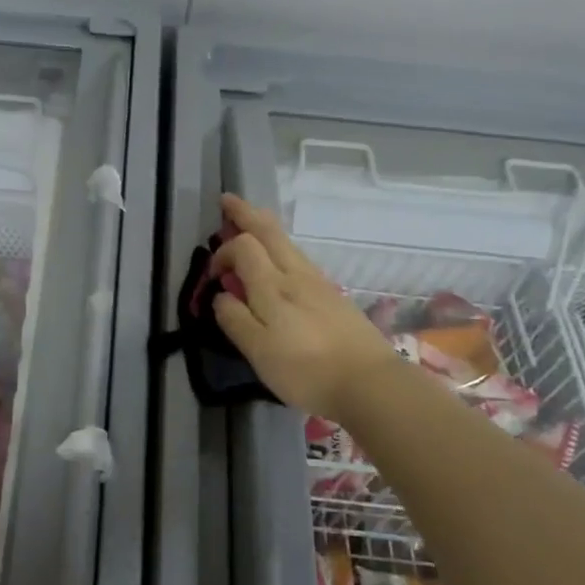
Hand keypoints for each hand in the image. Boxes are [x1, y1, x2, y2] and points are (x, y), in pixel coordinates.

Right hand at [211, 194, 402, 419]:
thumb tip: (221, 296)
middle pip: (269, 231)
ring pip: (287, 242)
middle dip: (246, 213)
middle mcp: (296, 275)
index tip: (213, 277)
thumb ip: (235, 320)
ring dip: (264, 226)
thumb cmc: (308, 370)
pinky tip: (280, 258)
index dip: (222, 253)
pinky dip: (281, 246)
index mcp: (273, 286)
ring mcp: (318, 283)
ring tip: (250, 221)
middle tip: (227, 201)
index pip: (243, 247)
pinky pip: (299, 257)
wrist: (370, 383)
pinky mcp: (333, 295)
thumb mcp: (259, 351)